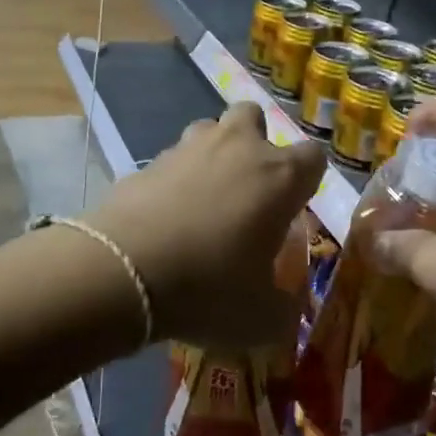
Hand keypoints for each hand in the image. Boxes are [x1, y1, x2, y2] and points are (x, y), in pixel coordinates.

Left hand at [87, 102, 325, 353]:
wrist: (122, 273)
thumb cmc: (208, 288)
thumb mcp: (261, 318)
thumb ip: (284, 309)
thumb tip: (287, 309)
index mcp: (279, 177)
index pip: (313, 157)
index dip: (307, 180)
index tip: (294, 207)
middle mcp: (237, 148)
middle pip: (254, 116)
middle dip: (255, 141)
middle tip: (248, 187)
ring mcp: (187, 149)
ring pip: (208, 129)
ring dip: (213, 154)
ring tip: (205, 197)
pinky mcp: (146, 162)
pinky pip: (170, 161)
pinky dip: (173, 180)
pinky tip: (165, 217)